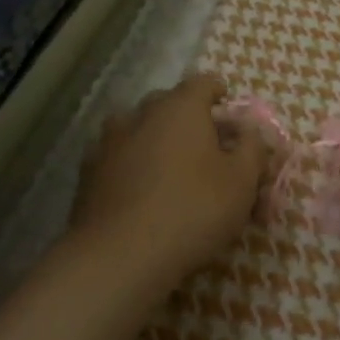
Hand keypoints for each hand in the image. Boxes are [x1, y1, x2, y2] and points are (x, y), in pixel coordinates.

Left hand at [71, 74, 268, 288]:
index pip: (203, 82)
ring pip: (138, 129)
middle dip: (188, 118)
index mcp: (181, 107)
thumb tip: (249, 130)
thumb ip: (252, 148)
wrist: (119, 257)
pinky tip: (140, 192)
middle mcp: (141, 114)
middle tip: (205, 146)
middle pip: (168, 103)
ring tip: (169, 168)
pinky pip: (118, 157)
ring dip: (155, 140)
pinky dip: (131, 165)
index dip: (219, 94)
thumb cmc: (193, 210)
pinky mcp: (87, 174)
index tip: (229, 112)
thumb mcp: (242, 181)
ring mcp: (108, 142)